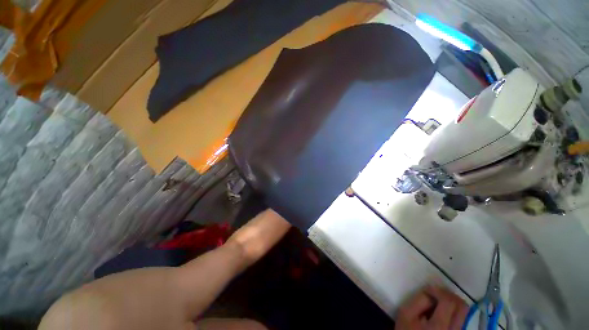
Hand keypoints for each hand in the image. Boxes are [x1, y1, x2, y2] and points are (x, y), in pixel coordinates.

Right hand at [396, 286, 468, 329]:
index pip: (449, 301)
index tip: (427, 290)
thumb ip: (419, 300)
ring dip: (451, 302)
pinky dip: (452, 310)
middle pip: (462, 306)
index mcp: (439, 326)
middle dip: (449, 294)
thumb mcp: (406, 314)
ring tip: (437, 301)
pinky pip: (460, 318)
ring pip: (464, 312)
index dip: (439, 290)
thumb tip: (430, 291)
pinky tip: (440, 311)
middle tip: (436, 292)